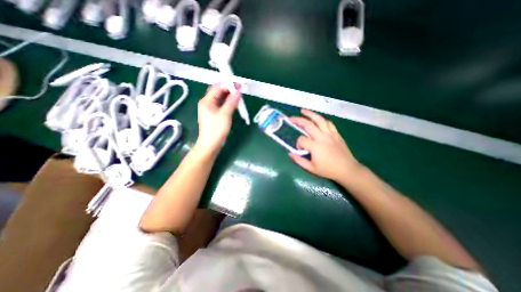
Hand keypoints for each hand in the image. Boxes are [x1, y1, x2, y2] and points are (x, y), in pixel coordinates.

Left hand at [194, 83, 240, 155]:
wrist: (210, 144)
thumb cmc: (217, 129)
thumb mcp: (225, 114)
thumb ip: (232, 102)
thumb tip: (238, 91)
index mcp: (206, 101)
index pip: (217, 87)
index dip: (228, 85)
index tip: (239, 85)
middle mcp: (207, 102)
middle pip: (218, 92)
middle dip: (229, 90)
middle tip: (240, 90)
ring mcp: (209, 109)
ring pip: (220, 98)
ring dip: (229, 96)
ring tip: (239, 96)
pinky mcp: (213, 114)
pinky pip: (221, 105)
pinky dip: (227, 103)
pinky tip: (234, 104)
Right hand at [289, 108, 363, 181]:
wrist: (347, 169)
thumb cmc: (328, 170)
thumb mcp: (311, 168)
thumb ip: (299, 161)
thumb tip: (290, 154)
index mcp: (315, 146)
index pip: (301, 139)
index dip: (298, 143)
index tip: (300, 149)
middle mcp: (322, 137)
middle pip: (308, 124)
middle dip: (298, 120)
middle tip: (291, 118)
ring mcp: (330, 134)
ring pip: (319, 120)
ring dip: (310, 114)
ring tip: (303, 111)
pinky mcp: (336, 133)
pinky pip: (328, 123)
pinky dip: (321, 119)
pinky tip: (317, 119)